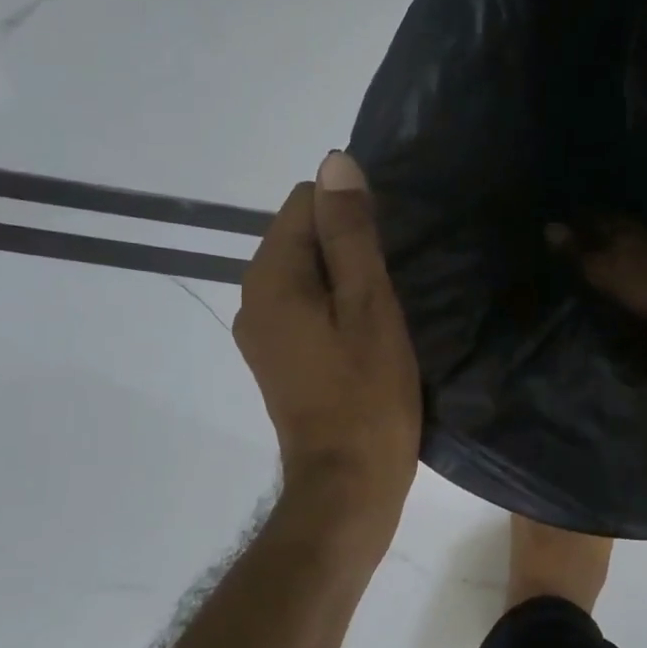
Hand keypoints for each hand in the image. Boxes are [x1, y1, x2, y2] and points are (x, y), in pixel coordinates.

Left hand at [236, 153, 420, 539]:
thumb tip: (335, 163)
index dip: (352, 216)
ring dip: (346, 280)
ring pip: (307, 274)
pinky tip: (367, 338)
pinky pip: (306, 307)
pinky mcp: (278, 358)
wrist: (348, 484)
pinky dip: (336, 308)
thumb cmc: (368, 395)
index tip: (388, 254)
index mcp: (271, 278)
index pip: (305, 203)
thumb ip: (350, 234)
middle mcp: (253, 298)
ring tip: (386, 313)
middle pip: (302, 237)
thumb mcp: (369, 306)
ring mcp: (262, 332)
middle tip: (393, 288)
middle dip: (348, 248)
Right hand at [553, 219, 646, 338]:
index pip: (595, 216)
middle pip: (617, 226)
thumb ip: (577, 251)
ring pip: (635, 241)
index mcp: (623, 227)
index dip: (579, 219)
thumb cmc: (645, 282)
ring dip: (620, 246)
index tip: (563, 223)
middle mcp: (644, 231)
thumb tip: (548, 226)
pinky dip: (636, 261)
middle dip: (600, 230)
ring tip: (603, 254)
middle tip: (581, 237)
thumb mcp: (603, 270)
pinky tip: (632, 270)